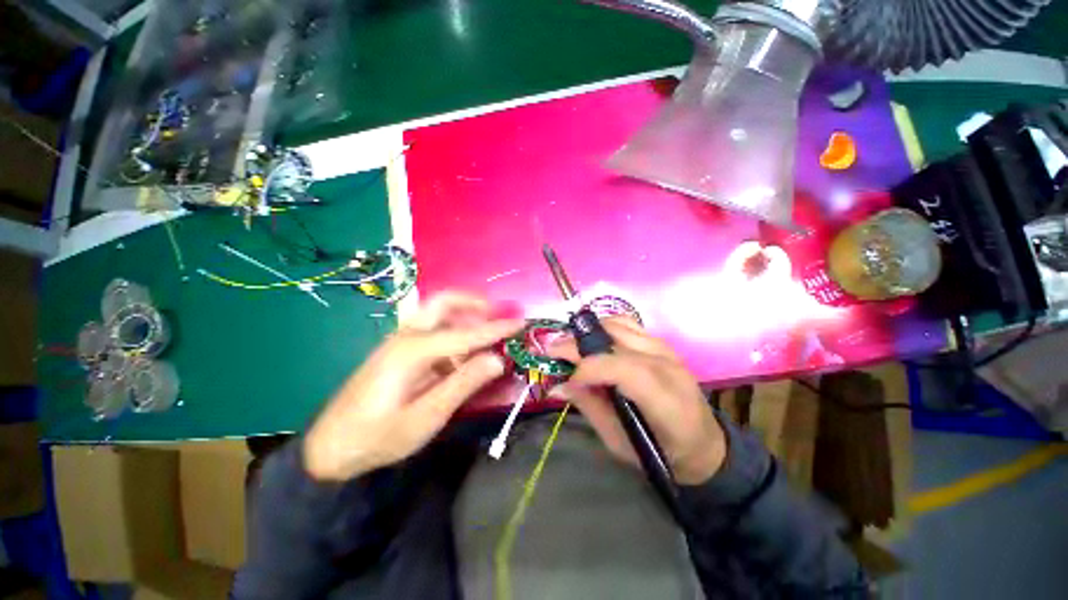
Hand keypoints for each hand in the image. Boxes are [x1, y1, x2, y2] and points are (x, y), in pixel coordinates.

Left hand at [303, 292, 522, 480]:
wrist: (329, 448)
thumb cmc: (379, 437)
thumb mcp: (426, 417)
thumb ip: (463, 384)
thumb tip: (497, 359)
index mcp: (413, 351)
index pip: (466, 334)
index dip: (496, 328)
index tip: (521, 321)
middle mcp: (406, 336)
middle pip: (443, 302)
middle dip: (473, 303)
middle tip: (497, 314)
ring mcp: (399, 341)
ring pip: (437, 313)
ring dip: (465, 316)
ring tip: (487, 332)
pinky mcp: (398, 351)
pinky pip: (432, 331)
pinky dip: (453, 333)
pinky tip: (462, 354)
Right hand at [549, 317, 725, 485]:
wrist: (704, 443)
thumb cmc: (662, 452)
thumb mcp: (620, 443)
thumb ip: (589, 407)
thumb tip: (556, 386)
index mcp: (665, 400)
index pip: (623, 368)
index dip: (588, 368)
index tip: (564, 378)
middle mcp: (667, 365)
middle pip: (616, 339)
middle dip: (578, 343)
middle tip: (553, 351)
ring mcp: (666, 349)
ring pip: (619, 324)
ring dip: (590, 332)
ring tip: (572, 347)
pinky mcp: (662, 343)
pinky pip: (627, 324)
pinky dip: (605, 328)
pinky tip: (594, 342)